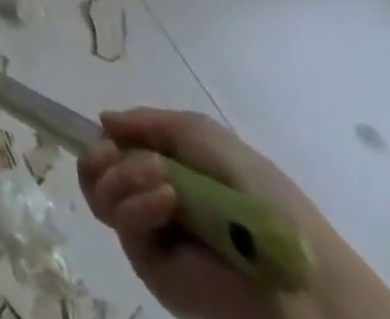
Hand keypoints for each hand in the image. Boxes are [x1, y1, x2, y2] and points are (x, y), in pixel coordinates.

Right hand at [80, 109, 332, 318]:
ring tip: (160, 177)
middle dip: (98, 156)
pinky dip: (138, 204)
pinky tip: (168, 198)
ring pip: (100, 196)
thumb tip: (102, 120)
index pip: (112, 150)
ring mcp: (149, 235)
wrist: (295, 262)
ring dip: (121, 176)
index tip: (107, 130)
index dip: (102, 138)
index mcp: (161, 169)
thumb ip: (148, 122)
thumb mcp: (200, 134)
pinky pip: (125, 227)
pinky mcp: (152, 268)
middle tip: (114, 150)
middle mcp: (148, 199)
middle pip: (94, 173)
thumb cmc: (254, 189)